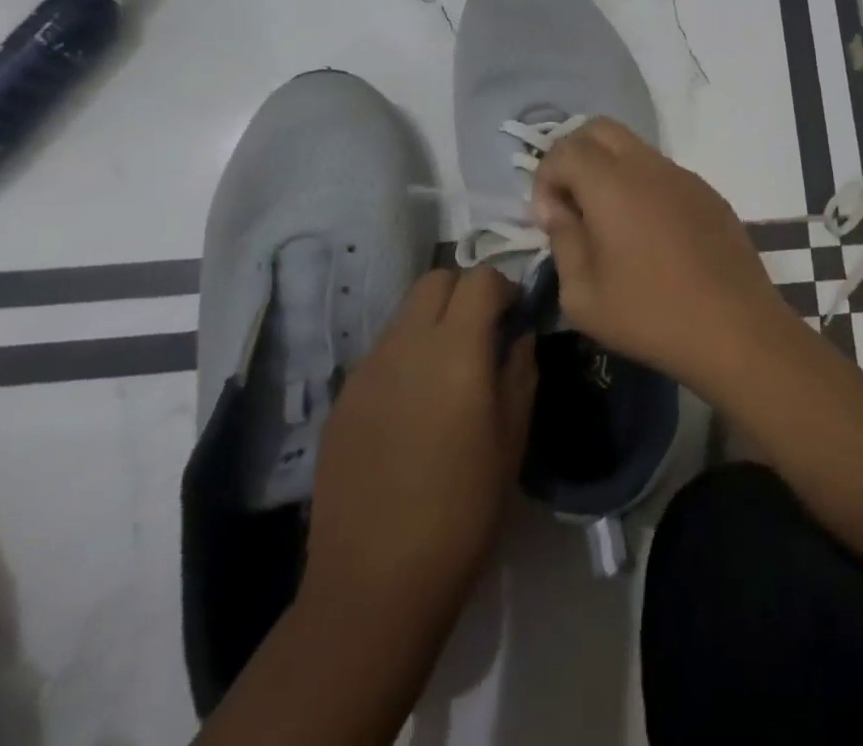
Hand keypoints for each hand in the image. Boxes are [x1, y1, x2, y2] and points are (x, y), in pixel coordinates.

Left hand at [299, 268, 536, 626]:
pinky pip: (381, 354)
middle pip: (435, 280)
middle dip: (464, 291)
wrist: (373, 584)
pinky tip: (413, 409)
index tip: (515, 315)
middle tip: (482, 332)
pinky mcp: (342, 399)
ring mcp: (367, 370)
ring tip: (447, 374)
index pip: (480, 278)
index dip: (503, 286)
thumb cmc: (462, 512)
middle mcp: (406, 345)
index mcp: (455, 350)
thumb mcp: (512, 440)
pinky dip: (405, 357)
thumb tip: (519, 336)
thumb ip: (520, 372)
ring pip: (404, 314)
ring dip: (433, 323)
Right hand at [532, 118, 792, 389]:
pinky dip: (642, 187)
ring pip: (634, 148)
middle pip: (599, 129)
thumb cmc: (651, 315)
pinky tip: (650, 236)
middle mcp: (648, 166)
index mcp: (611, 184)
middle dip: (575, 156)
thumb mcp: (583, 295)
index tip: (551, 221)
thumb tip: (561, 211)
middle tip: (572, 204)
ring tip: (610, 224)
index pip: (564, 148)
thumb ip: (563, 240)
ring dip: (610, 170)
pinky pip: (663, 172)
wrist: (736, 329)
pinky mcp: (708, 193)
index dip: (546, 179)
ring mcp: (684, 176)